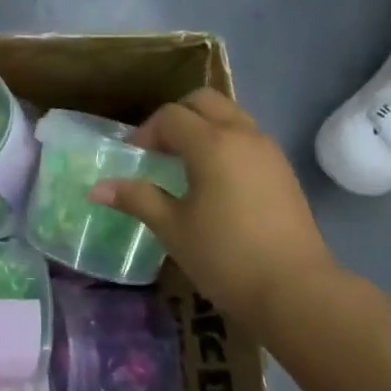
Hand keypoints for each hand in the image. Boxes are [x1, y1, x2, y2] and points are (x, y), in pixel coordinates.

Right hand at [90, 89, 336, 323]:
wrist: (294, 289)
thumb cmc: (224, 256)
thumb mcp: (172, 227)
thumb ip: (136, 199)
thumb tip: (96, 188)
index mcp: (212, 144)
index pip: (171, 116)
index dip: (146, 132)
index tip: (133, 158)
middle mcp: (243, 135)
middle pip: (205, 102)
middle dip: (177, 118)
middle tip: (159, 151)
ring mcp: (268, 152)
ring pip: (231, 117)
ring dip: (204, 129)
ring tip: (185, 167)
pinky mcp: (283, 171)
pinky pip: (248, 139)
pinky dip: (225, 145)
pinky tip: (215, 183)